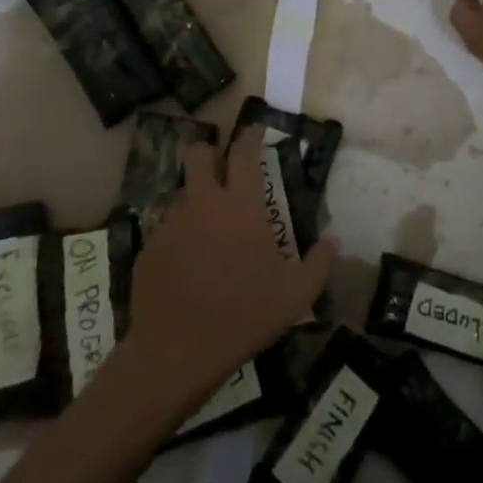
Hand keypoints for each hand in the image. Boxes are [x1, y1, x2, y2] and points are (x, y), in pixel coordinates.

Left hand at [122, 128, 334, 401]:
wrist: (177, 351)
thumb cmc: (245, 314)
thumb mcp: (296, 295)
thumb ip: (319, 263)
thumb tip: (334, 240)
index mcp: (242, 205)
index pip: (243, 153)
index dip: (249, 136)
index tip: (254, 130)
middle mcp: (204, 203)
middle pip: (198, 155)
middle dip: (208, 152)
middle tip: (219, 166)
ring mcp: (171, 224)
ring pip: (180, 193)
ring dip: (194, 198)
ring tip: (206, 225)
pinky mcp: (149, 248)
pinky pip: (165, 228)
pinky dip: (178, 234)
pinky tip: (187, 260)